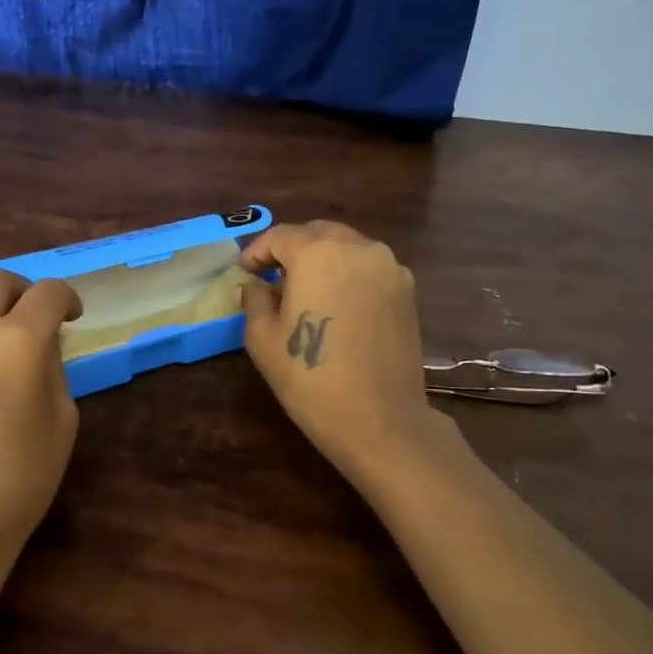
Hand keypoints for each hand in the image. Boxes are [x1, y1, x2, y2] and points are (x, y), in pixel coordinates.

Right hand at [239, 222, 444, 484]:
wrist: (380, 420)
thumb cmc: (311, 377)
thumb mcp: (263, 339)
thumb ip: (255, 300)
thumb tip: (254, 286)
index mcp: (317, 252)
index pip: (279, 236)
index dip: (257, 251)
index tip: (245, 271)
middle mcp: (357, 247)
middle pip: (317, 233)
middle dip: (292, 249)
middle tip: (273, 275)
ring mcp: (389, 267)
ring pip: (347, 248)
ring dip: (323, 259)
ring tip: (306, 289)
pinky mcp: (407, 290)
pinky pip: (370, 268)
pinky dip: (349, 274)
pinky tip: (338, 303)